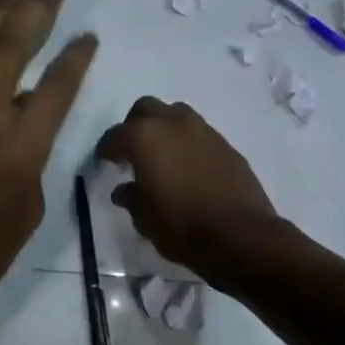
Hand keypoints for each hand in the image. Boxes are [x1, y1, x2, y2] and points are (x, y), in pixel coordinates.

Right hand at [96, 97, 278, 281]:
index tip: (105, 160)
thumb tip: (124, 190)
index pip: (116, 135)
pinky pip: (199, 134)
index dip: (107, 148)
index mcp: (145, 137)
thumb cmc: (181, 226)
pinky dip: (188, 143)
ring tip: (162, 155)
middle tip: (132, 149)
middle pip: (146, 108)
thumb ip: (131, 197)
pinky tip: (188, 167)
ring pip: (176, 114)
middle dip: (135, 125)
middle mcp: (173, 123)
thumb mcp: (144, 218)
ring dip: (164, 129)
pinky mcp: (226, 145)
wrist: (240, 236)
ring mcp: (203, 130)